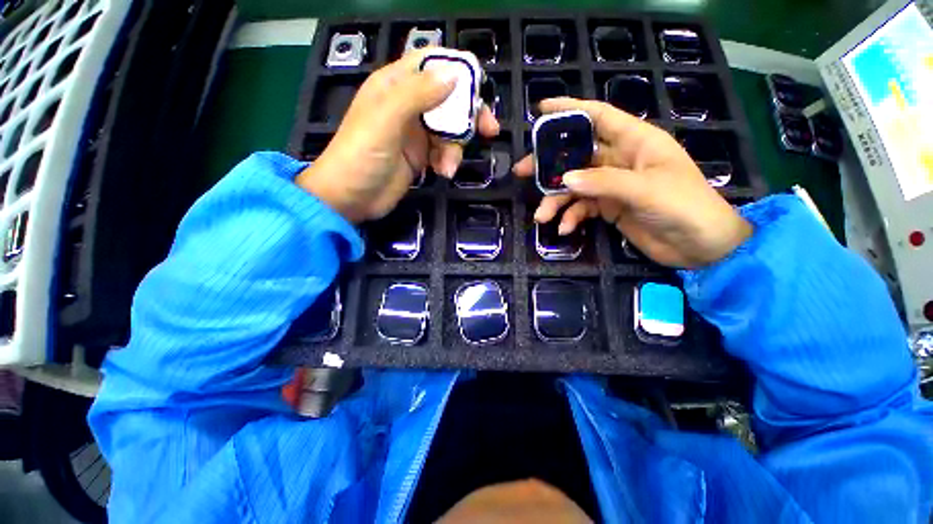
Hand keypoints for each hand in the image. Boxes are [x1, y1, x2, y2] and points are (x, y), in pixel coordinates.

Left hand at [297, 49, 499, 222]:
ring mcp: (415, 132)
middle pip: (449, 98)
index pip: (432, 63)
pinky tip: (442, 173)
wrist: (350, 198)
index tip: (479, 90)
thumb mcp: (386, 119)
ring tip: (447, 168)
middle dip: (469, 114)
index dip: (457, 70)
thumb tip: (454, 74)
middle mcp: (408, 104)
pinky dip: (448, 161)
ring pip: (450, 129)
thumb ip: (418, 94)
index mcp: (396, 85)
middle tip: (489, 130)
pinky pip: (444, 151)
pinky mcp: (421, 156)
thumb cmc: (361, 155)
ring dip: (455, 148)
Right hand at [514, 98, 750, 267]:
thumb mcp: (645, 190)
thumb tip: (564, 179)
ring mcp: (612, 185)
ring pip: (574, 186)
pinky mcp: (608, 207)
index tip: (540, 110)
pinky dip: (571, 217)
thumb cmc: (684, 206)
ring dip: (556, 201)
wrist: (699, 246)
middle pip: (576, 154)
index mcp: (635, 141)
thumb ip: (603, 182)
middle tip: (522, 171)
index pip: (598, 116)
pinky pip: (581, 207)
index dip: (569, 110)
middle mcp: (620, 159)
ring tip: (541, 216)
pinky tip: (565, 229)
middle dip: (549, 164)